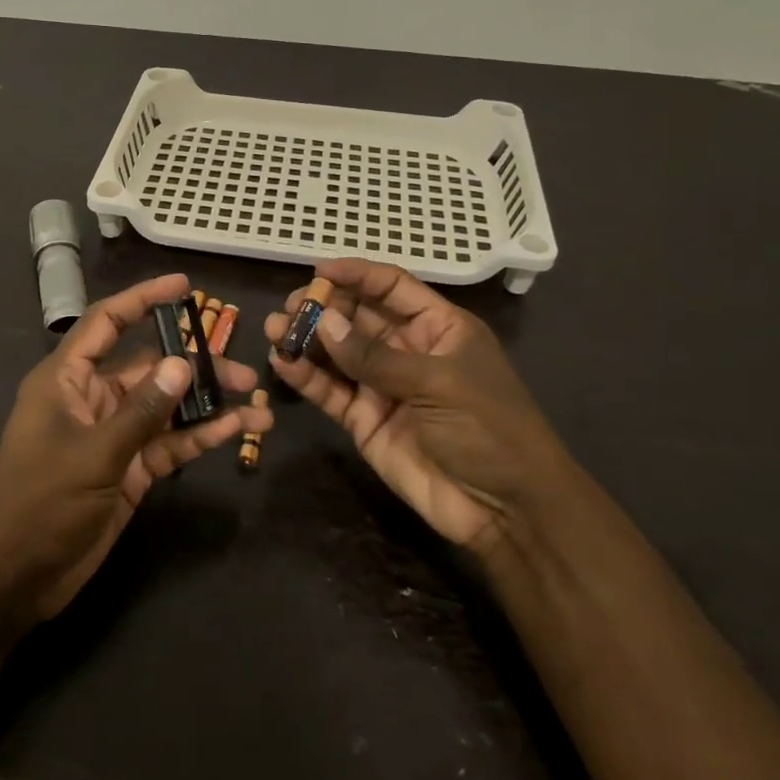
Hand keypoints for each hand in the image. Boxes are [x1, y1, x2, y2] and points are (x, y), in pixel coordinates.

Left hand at [0, 273, 271, 621]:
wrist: (15, 577)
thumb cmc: (40, 503)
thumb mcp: (93, 453)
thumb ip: (141, 410)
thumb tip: (181, 364)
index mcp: (66, 379)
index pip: (107, 323)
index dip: (142, 300)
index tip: (183, 287)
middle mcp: (90, 398)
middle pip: (147, 367)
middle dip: (192, 365)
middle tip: (241, 370)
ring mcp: (111, 435)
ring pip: (163, 407)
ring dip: (204, 405)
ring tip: (255, 404)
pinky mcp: (127, 469)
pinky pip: (166, 443)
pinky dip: (197, 437)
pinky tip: (234, 432)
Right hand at [265, 259, 578, 554]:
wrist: (505, 509)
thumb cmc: (487, 428)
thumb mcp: (437, 383)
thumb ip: (375, 356)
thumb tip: (323, 321)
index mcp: (438, 328)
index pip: (392, 287)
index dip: (357, 275)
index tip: (318, 270)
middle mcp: (407, 350)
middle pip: (357, 317)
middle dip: (323, 308)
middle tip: (290, 307)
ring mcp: (382, 386)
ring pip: (337, 353)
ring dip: (306, 340)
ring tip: (275, 330)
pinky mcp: (363, 420)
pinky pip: (330, 392)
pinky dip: (305, 378)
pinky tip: (282, 363)